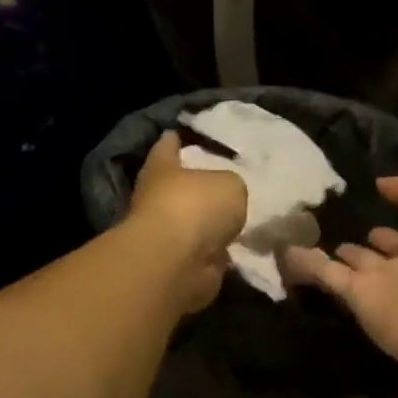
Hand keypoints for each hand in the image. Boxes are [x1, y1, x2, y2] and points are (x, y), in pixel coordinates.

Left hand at [129, 131, 247, 312]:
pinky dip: (216, 252)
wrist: (176, 263)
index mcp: (162, 168)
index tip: (177, 133)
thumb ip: (231, 186)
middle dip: (196, 185)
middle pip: (178, 186)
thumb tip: (227, 200)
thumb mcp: (230, 184)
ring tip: (239, 216)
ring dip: (208, 223)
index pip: (167, 146)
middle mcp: (158, 199)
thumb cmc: (195, 207)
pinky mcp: (179, 265)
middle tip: (225, 180)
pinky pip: (204, 253)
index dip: (173, 140)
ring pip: (192, 222)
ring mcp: (166, 235)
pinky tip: (239, 247)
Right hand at [280, 169, 397, 367]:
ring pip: (353, 263)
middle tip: (344, 216)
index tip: (381, 193)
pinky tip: (285, 249)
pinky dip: (306, 263)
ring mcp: (382, 284)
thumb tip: (383, 185)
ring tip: (313, 232)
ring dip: (339, 251)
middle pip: (388, 248)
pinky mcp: (355, 298)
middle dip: (374, 236)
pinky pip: (326, 275)